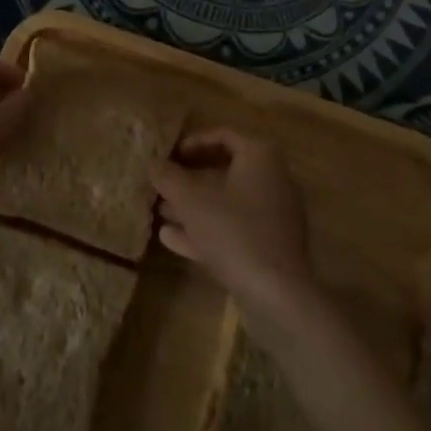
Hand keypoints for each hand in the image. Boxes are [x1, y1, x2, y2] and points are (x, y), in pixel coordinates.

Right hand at [151, 128, 318, 328]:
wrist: (277, 294)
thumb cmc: (234, 231)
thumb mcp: (191, 200)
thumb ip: (168, 177)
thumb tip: (152, 162)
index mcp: (260, 156)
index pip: (222, 136)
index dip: (191, 143)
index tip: (168, 156)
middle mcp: (272, 178)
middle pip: (223, 171)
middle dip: (188, 180)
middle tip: (160, 186)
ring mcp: (274, 215)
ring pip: (226, 202)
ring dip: (192, 207)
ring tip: (159, 213)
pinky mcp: (270, 246)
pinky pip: (234, 228)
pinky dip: (205, 229)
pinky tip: (172, 239)